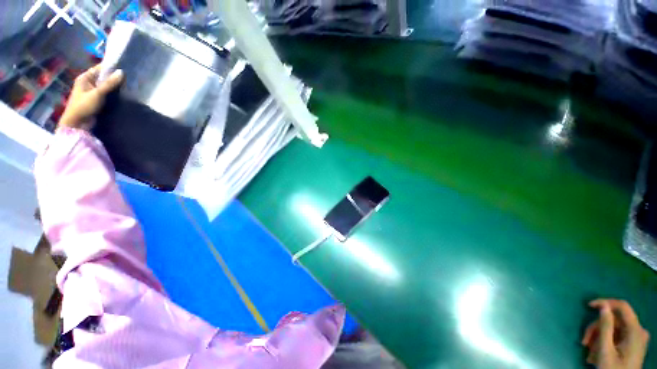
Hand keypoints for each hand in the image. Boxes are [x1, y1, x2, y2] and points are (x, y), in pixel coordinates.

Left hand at [59, 65, 123, 129]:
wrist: (77, 123)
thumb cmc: (84, 106)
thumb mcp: (97, 93)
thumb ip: (110, 83)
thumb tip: (122, 72)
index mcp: (85, 78)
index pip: (100, 69)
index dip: (111, 68)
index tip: (124, 68)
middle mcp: (88, 83)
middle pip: (103, 77)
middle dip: (114, 78)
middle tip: (129, 78)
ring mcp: (92, 92)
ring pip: (106, 86)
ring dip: (114, 87)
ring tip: (128, 86)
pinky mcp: (96, 100)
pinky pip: (106, 94)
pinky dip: (113, 93)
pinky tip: (121, 94)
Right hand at [582, 299, 649, 368]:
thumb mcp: (606, 351)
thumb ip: (606, 327)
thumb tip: (603, 307)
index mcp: (635, 331)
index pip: (622, 307)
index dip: (606, 302)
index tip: (589, 305)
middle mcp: (638, 331)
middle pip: (614, 321)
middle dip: (596, 330)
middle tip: (584, 342)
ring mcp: (636, 338)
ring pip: (613, 329)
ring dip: (598, 338)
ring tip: (588, 351)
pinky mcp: (632, 344)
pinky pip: (616, 336)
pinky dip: (603, 342)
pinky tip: (596, 353)